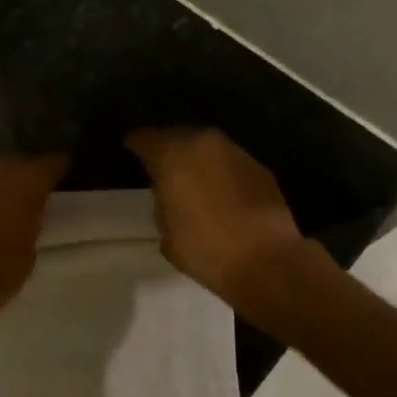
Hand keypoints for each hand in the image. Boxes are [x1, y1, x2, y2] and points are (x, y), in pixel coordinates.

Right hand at [125, 129, 308, 306]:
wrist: (266, 261)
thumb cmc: (205, 249)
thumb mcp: (166, 230)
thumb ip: (162, 202)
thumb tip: (170, 195)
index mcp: (171, 155)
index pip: (144, 138)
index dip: (134, 145)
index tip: (130, 150)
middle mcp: (202, 143)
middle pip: (177, 136)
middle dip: (168, 149)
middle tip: (161, 168)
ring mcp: (235, 152)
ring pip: (206, 147)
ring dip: (197, 159)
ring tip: (191, 179)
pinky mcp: (258, 167)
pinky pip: (229, 162)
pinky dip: (221, 171)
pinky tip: (220, 192)